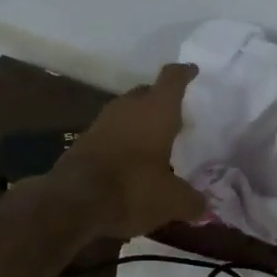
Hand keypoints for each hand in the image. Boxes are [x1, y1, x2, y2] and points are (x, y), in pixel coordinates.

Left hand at [53, 63, 206, 237]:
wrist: (73, 200)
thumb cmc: (133, 188)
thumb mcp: (172, 200)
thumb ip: (191, 200)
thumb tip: (202, 206)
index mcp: (156, 110)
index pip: (172, 79)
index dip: (184, 73)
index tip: (191, 70)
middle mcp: (128, 107)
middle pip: (147, 92)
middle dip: (160, 100)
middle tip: (176, 114)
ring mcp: (103, 121)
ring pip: (127, 111)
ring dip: (140, 121)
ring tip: (155, 139)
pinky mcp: (84, 140)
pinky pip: (112, 131)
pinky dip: (123, 139)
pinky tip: (131, 158)